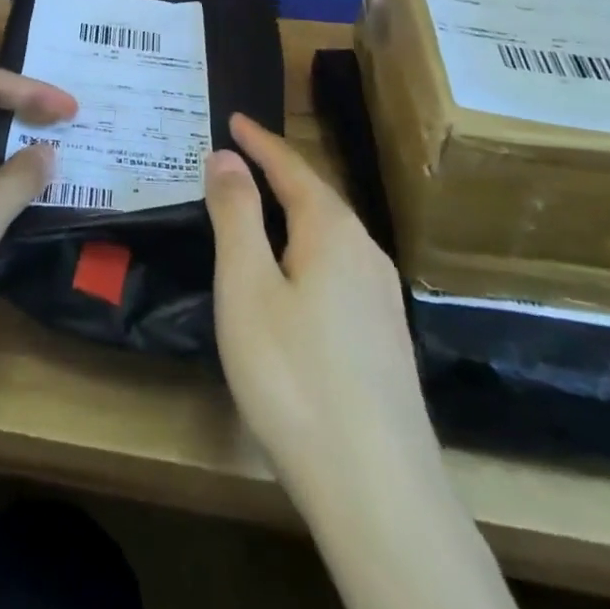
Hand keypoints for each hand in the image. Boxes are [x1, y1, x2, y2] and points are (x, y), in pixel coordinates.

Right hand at [205, 114, 436, 491]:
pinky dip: (308, 245)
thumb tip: (226, 155)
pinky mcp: (383, 335)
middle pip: (317, 195)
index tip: (234, 118)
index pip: (291, 167)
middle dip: (277, 170)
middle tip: (239, 156)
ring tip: (261, 203)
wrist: (377, 490)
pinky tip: (296, 272)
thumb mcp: (246, 286)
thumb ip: (235, 214)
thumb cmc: (294, 375)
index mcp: (332, 231)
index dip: (259, 141)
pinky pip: (339, 264)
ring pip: (331, 232)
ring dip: (294, 209)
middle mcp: (365, 252)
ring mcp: (381, 296)